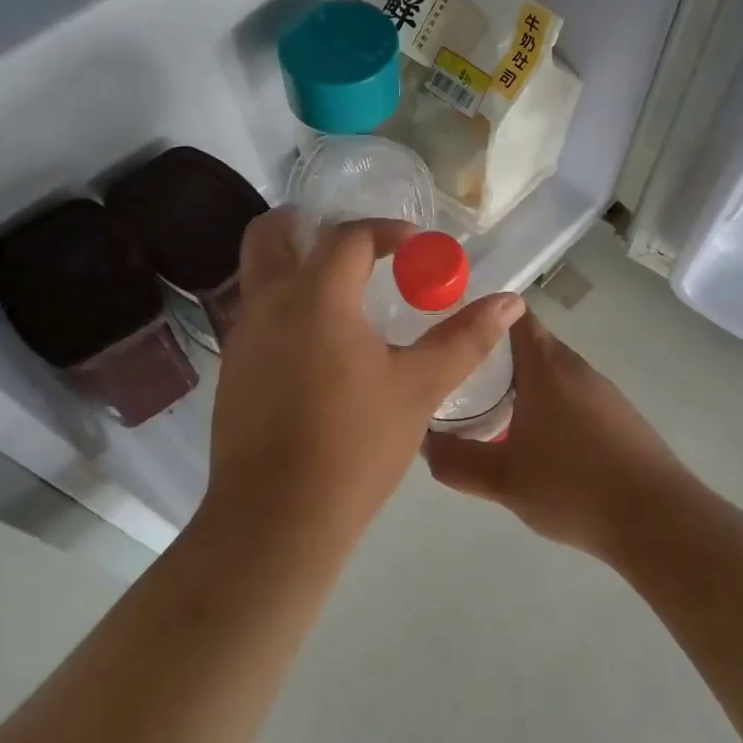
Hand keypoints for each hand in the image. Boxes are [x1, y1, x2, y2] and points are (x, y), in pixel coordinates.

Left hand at [206, 210, 524, 542]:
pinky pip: (255, 317)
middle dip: (307, 224)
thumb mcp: (419, 388)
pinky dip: (284, 308)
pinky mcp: (231, 372)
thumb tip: (511, 301)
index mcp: (316, 297)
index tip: (413, 243)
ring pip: (257, 276)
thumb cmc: (355, 445)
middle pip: (270, 234)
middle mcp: (267, 305)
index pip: (346, 237)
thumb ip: (465, 338)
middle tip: (351, 244)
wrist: (277, 518)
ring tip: (342, 294)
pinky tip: (318, 347)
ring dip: (294, 267)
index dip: (384, 231)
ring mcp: (241, 339)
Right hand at [422, 311, 687, 557]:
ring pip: (550, 372)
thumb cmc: (573, 487)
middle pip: (528, 343)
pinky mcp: (619, 416)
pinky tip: (536, 443)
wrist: (657, 520)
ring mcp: (602, 391)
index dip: (480, 316)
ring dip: (520, 385)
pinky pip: (571, 395)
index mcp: (546, 366)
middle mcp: (576, 367)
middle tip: (457, 379)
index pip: (513, 314)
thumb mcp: (502, 480)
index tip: (451, 333)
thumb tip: (424, 443)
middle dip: (492, 357)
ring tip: (489, 412)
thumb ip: (456, 461)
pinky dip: (547, 405)